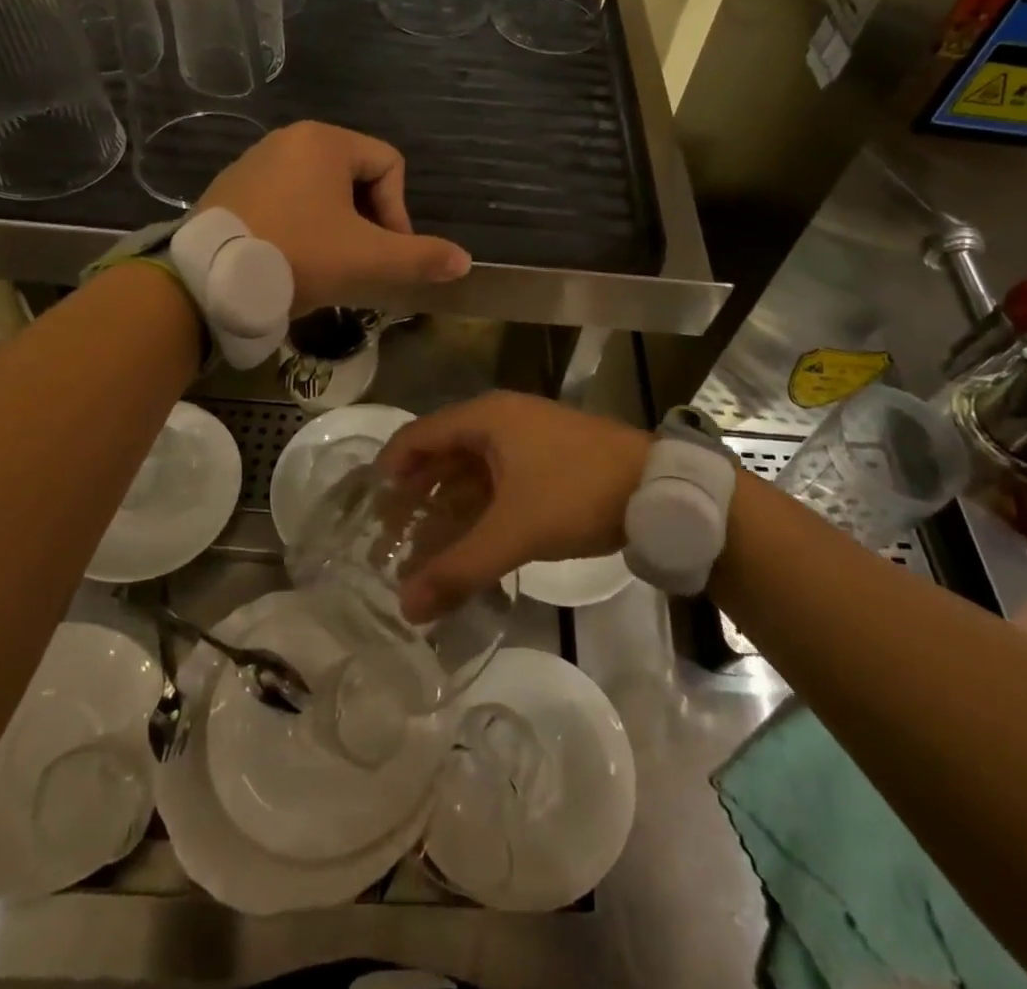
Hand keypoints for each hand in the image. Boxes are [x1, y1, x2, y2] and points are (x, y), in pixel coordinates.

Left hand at [198, 122, 470, 313]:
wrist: (205, 281)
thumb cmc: (297, 256)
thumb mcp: (368, 260)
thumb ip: (421, 258)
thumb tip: (464, 261)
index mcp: (324, 142)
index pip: (390, 165)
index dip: (400, 212)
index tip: (387, 253)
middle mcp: (288, 140)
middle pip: (356, 178)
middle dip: (368, 222)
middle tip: (361, 264)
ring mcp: (254, 163)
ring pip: (321, 193)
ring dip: (337, 228)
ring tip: (329, 267)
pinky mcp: (231, 190)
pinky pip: (286, 201)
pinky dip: (302, 228)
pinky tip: (293, 262)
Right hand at [379, 392, 650, 620]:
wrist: (657, 487)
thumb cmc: (576, 493)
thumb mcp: (515, 532)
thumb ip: (459, 569)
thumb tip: (406, 607)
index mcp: (485, 419)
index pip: (417, 436)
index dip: (390, 469)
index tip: (369, 509)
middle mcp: (500, 420)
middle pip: (442, 453)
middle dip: (416, 495)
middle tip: (392, 536)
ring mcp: (527, 438)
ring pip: (471, 470)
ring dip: (448, 505)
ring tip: (426, 546)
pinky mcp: (547, 460)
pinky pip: (498, 480)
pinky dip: (479, 508)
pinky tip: (471, 541)